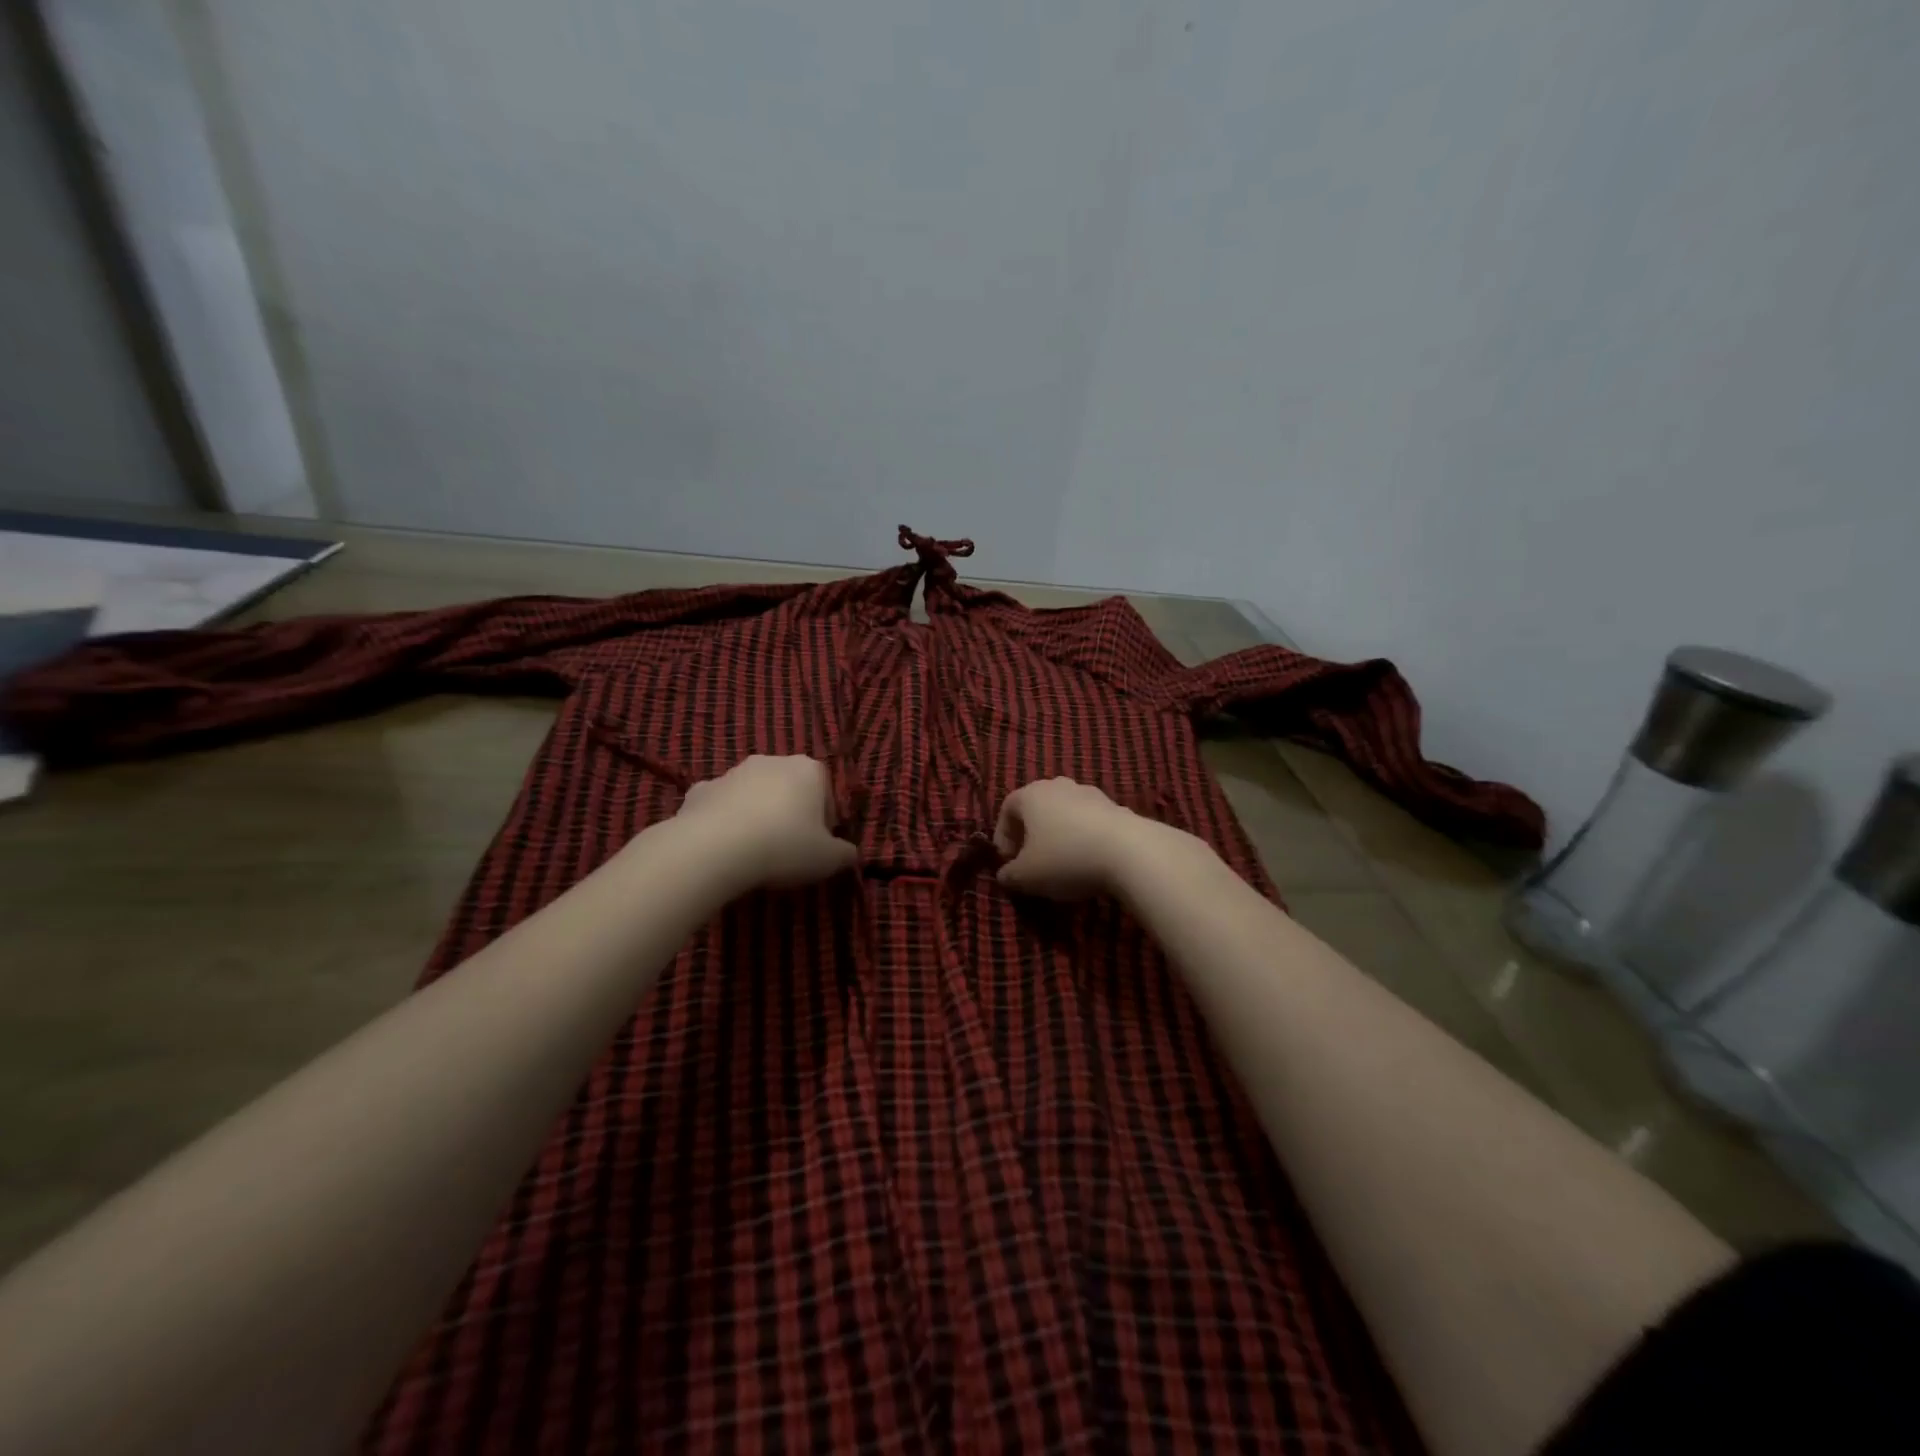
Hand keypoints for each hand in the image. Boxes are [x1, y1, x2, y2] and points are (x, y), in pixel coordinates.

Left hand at [675, 756, 858, 890]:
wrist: (716, 848)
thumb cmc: (784, 846)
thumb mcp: (828, 859)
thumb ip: (845, 854)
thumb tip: (850, 853)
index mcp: (808, 770)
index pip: (826, 791)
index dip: (824, 820)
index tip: (818, 845)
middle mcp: (772, 761)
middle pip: (789, 787)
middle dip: (790, 812)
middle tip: (788, 848)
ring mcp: (733, 772)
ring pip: (753, 793)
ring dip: (757, 814)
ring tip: (754, 850)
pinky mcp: (701, 789)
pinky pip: (720, 804)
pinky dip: (723, 819)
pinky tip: (723, 846)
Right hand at [994, 777, 1165, 899]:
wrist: (1129, 851)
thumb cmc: (1065, 858)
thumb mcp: (1026, 876)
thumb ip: (1009, 875)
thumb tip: (1004, 875)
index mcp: (1031, 794)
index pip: (1007, 808)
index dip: (1003, 835)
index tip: (1008, 861)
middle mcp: (1058, 786)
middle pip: (1037, 807)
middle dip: (1031, 834)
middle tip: (1032, 861)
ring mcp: (1090, 793)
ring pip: (1065, 813)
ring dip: (1059, 834)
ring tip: (1062, 863)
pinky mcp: (1116, 806)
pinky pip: (1090, 821)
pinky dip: (1084, 837)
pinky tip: (1090, 861)